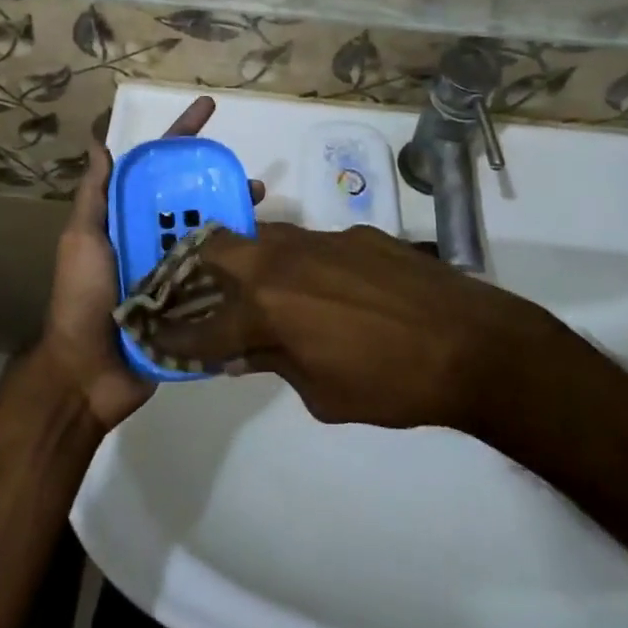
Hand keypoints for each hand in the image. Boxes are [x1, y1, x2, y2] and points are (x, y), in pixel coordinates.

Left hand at [39, 96, 260, 430]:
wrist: (88, 374)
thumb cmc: (82, 299)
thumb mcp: (81, 240)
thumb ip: (94, 196)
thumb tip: (99, 142)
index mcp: (129, 219)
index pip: (159, 168)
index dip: (182, 136)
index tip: (207, 108)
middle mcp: (155, 238)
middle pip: (193, 197)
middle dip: (219, 179)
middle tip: (249, 173)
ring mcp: (175, 270)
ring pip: (212, 230)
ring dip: (235, 213)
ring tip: (261, 204)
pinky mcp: (193, 302)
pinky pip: (220, 272)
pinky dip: (240, 257)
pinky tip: (263, 249)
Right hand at [135, 222, 559, 430]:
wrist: (470, 343)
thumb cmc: (391, 384)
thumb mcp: (323, 395)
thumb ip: (276, 363)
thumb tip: (246, 351)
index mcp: (267, 304)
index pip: (204, 322)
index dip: (176, 335)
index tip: (157, 336)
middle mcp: (282, 259)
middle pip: (218, 244)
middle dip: (197, 267)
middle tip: (201, 292)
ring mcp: (320, 238)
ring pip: (265, 236)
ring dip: (251, 261)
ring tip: (261, 291)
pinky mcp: (355, 232)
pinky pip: (311, 243)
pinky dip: (301, 265)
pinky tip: (327, 292)